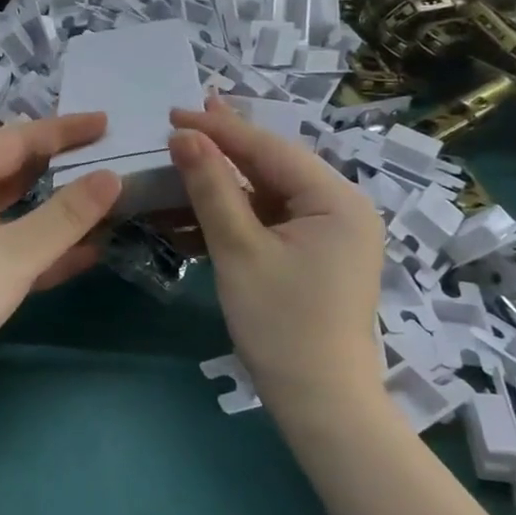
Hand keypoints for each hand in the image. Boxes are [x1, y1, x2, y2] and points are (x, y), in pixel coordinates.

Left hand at [0, 114, 121, 400]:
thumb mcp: (14, 253)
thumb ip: (65, 216)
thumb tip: (112, 177)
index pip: (18, 139)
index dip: (63, 129)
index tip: (105, 122)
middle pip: (17, 170)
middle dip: (62, 162)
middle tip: (108, 155)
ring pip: (19, 210)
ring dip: (59, 206)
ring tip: (105, 197)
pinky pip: (17, 247)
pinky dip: (49, 246)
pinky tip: (89, 251)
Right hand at [169, 101, 384, 410]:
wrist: (320, 403)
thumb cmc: (281, 324)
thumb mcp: (239, 250)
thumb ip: (212, 187)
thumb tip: (184, 136)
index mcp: (336, 199)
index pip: (269, 149)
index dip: (219, 129)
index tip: (175, 112)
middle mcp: (340, 207)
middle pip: (272, 166)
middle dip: (225, 146)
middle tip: (183, 118)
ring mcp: (329, 233)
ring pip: (268, 193)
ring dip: (224, 182)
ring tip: (183, 156)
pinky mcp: (314, 255)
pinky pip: (270, 220)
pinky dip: (235, 214)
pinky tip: (197, 206)